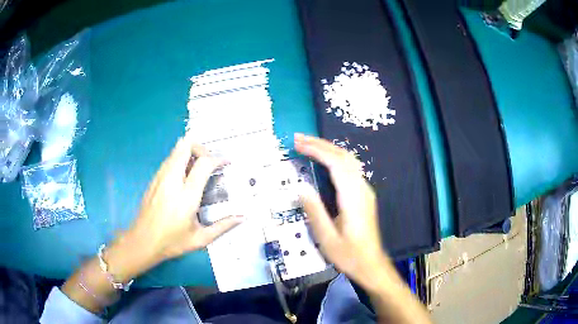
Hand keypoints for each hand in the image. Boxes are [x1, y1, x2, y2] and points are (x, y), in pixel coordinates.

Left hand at [128, 133, 243, 261]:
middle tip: (210, 161)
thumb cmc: (171, 242)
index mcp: (187, 195)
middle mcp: (172, 180)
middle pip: (186, 146)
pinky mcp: (154, 179)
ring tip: (199, 167)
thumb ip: (222, 226)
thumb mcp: (200, 239)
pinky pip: (169, 159)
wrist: (143, 241)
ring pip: (176, 150)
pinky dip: (180, 159)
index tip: (227, 162)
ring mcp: (160, 177)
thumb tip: (242, 218)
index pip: (204, 163)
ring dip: (190, 152)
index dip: (218, 158)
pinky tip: (184, 176)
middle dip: (201, 148)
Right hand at [295, 133, 386, 289]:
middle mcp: (361, 189)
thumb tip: (301, 188)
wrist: (371, 264)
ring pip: (349, 161)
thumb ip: (315, 211)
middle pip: (343, 157)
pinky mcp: (364, 195)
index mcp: (353, 198)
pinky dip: (335, 159)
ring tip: (308, 145)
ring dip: (329, 149)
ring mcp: (365, 191)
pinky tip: (325, 161)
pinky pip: (350, 169)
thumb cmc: (349, 255)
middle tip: (299, 139)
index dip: (317, 150)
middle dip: (321, 144)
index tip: (299, 144)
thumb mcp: (327, 238)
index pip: (336, 164)